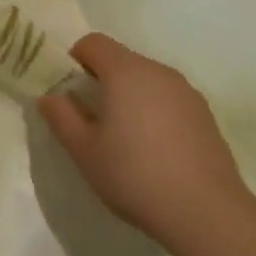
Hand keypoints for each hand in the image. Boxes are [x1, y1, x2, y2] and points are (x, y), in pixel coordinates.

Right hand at [38, 33, 252, 246]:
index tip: (70, 91)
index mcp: (125, 71)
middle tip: (93, 119)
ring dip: (130, 96)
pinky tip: (155, 151)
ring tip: (125, 138)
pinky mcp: (205, 114)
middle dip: (102, 80)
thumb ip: (61, 117)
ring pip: (147, 80)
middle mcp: (158, 71)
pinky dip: (155, 112)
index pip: (93, 43)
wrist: (206, 212)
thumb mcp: (83, 150)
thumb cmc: (134, 175)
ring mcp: (186, 91)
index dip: (75, 59)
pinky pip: (169, 99)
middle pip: (121, 60)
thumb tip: (49, 97)